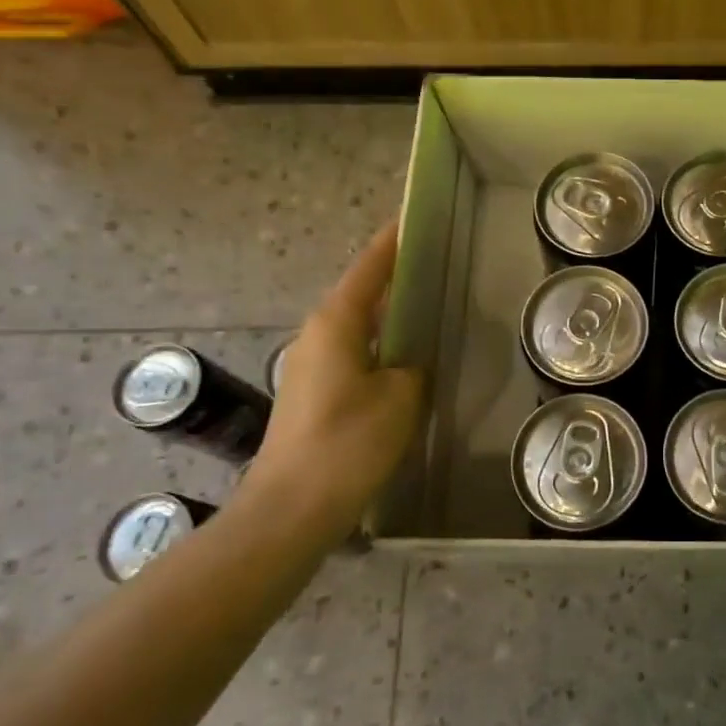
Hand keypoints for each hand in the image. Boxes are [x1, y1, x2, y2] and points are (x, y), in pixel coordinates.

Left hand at [244, 221, 424, 532]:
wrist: (292, 508)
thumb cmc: (349, 442)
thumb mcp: (401, 397)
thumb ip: (413, 368)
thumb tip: (409, 365)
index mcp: (336, 323)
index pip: (369, 269)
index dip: (392, 243)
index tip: (412, 218)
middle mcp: (317, 336)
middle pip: (360, 294)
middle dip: (393, 278)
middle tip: (433, 266)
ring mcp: (311, 367)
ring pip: (357, 327)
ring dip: (387, 316)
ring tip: (426, 310)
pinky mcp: (313, 396)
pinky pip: (354, 356)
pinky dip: (379, 348)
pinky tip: (404, 363)